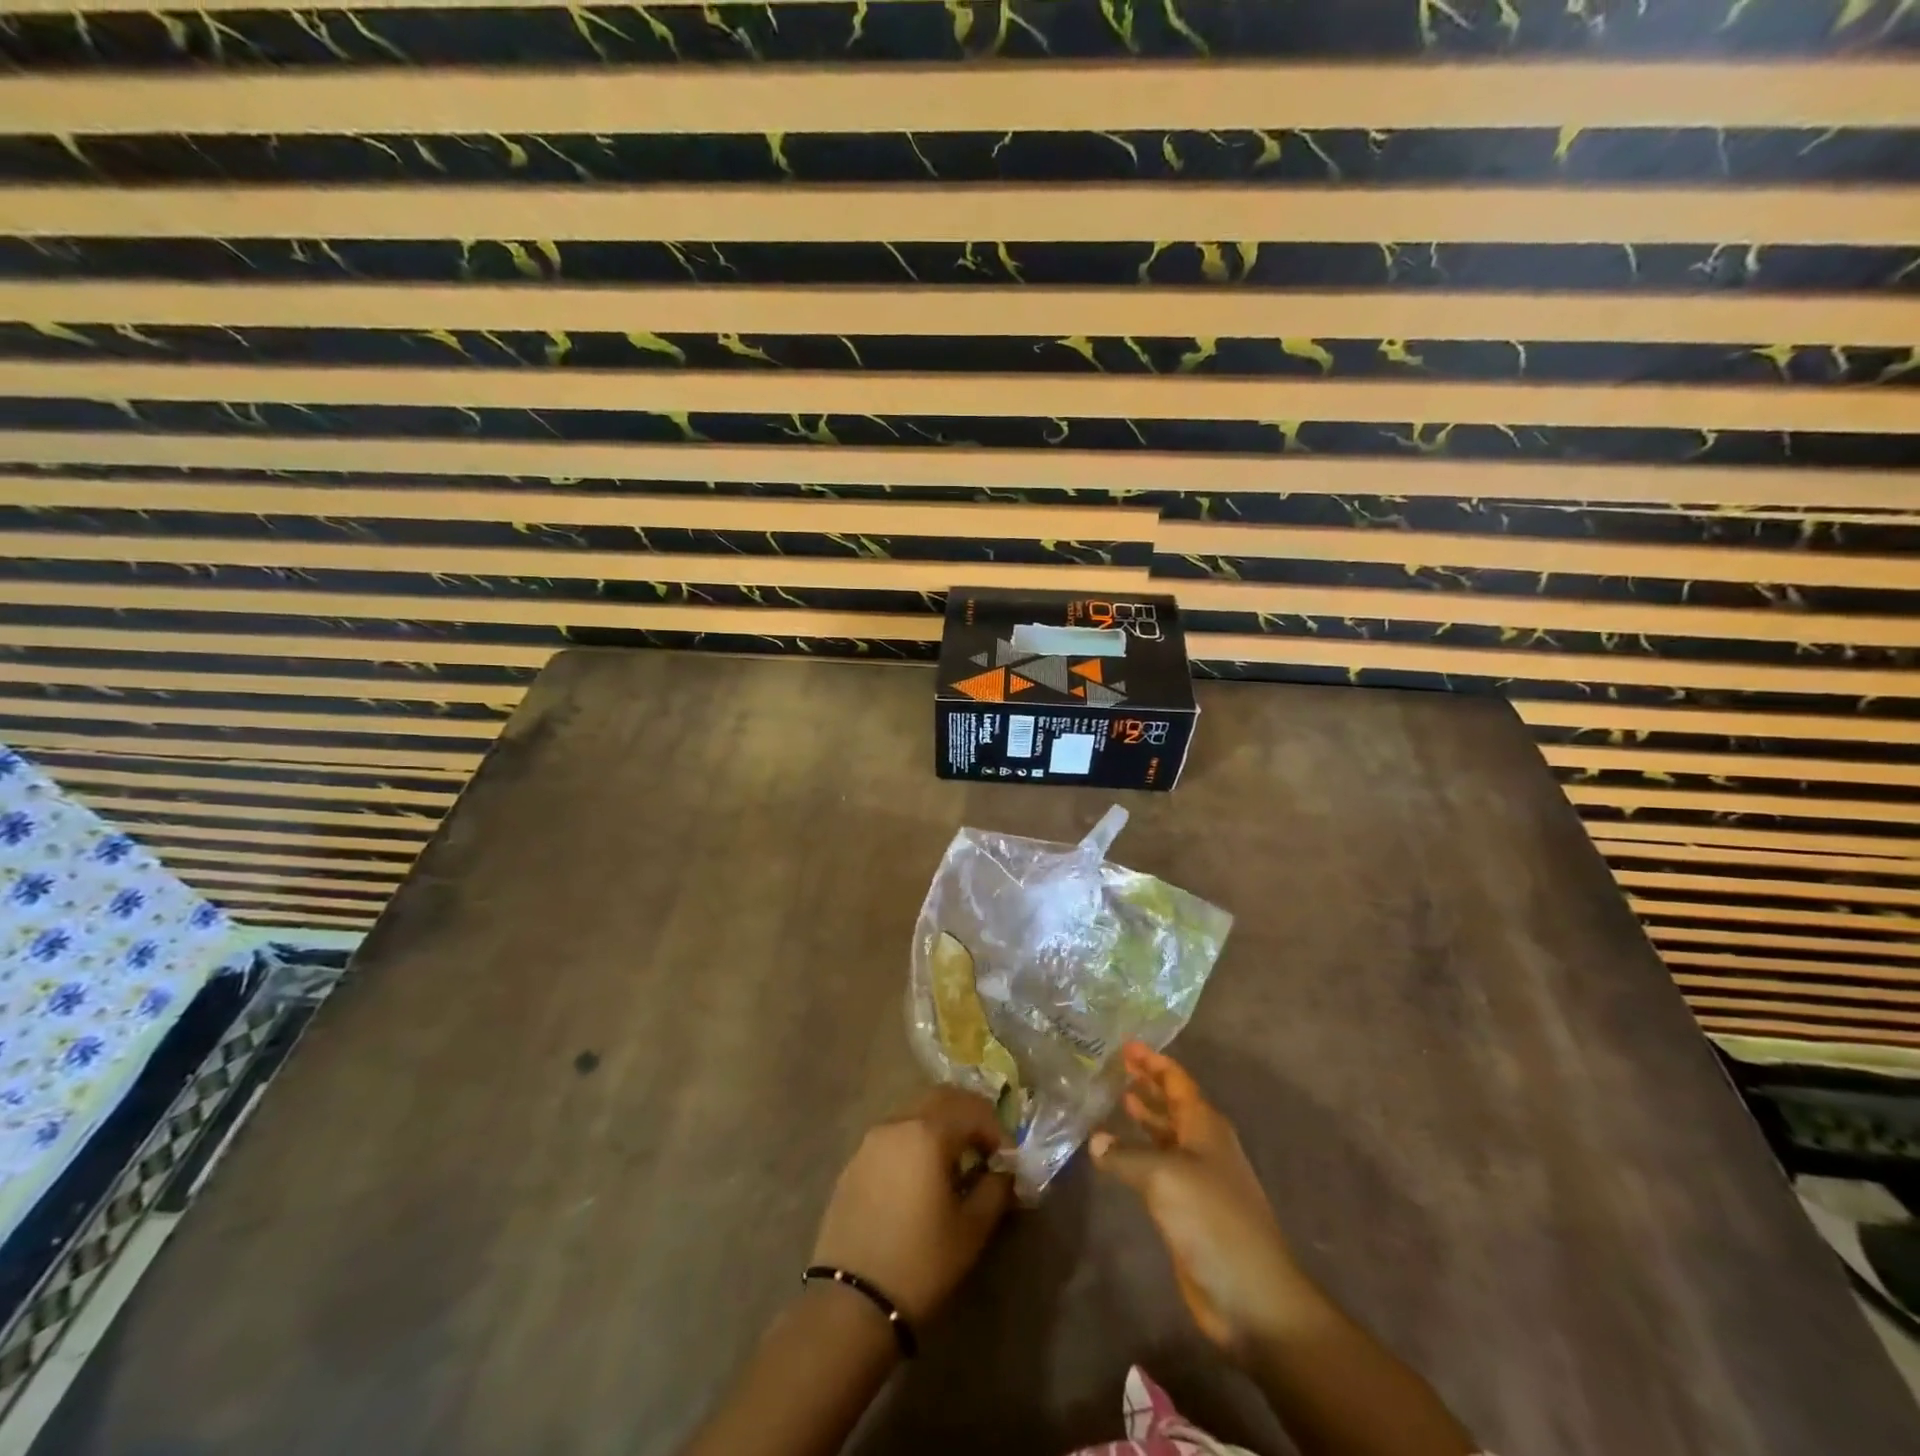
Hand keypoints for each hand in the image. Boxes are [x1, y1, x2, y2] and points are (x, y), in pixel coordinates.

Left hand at [810, 1087, 1013, 1325]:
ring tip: (955, 1163)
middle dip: (969, 1115)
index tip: (1008, 1160)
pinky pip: (893, 1135)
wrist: (851, 1302)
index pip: (973, 1110)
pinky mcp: (853, 1162)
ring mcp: (870, 1140)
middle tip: (986, 1148)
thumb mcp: (971, 1229)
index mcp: (927, 1132)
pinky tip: (921, 1177)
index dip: (997, 1130)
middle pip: (941, 1098)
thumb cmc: (921, 1263)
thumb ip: (995, 1189)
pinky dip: (914, 1141)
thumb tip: (1005, 1171)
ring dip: (940, 1125)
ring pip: (914, 1112)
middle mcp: (897, 1123)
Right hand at [1092, 1043, 1305, 1358]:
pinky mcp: (1189, 1209)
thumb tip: (1096, 1140)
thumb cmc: (1212, 1219)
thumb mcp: (1163, 1176)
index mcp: (1205, 1126)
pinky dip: (1140, 1152)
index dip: (1153, 1062)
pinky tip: (1117, 1153)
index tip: (1127, 1044)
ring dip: (1145, 1116)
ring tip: (1117, 1097)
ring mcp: (1198, 1178)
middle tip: (1117, 1065)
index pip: (1177, 1081)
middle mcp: (1203, 1145)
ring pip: (1166, 1134)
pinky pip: (1159, 1167)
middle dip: (1148, 1083)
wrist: (1251, 1294)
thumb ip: (1125, 1155)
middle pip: (1173, 1103)